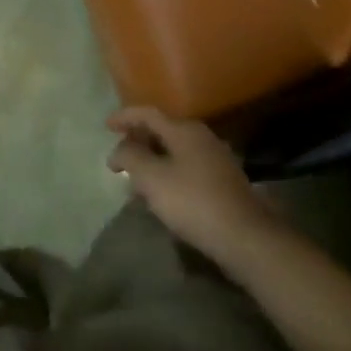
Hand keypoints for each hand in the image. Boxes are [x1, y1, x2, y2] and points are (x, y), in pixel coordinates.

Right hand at [107, 106, 281, 270]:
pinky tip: (161, 192)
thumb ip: (130, 158)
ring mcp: (216, 158)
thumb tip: (120, 149)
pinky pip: (187, 166)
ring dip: (152, 159)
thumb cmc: (192, 202)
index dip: (124, 117)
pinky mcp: (223, 180)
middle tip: (119, 156)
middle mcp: (202, 137)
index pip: (148, 114)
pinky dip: (168, 172)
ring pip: (175, 150)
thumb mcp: (152, 178)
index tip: (106, 126)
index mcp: (184, 130)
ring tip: (135, 178)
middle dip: (138, 140)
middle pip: (162, 130)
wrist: (245, 237)